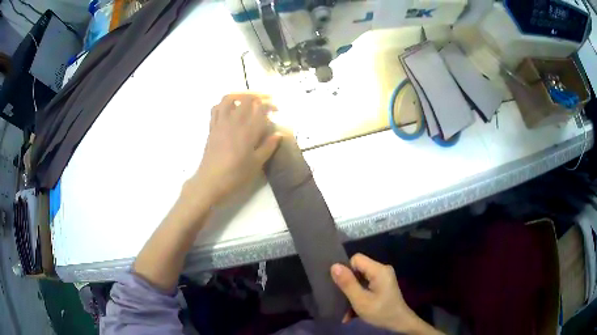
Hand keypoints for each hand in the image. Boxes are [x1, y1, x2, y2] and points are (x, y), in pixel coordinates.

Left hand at [186, 93, 280, 204]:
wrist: (210, 181)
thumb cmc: (235, 175)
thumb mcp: (256, 164)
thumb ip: (268, 147)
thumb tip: (278, 135)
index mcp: (247, 131)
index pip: (260, 109)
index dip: (270, 105)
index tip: (276, 109)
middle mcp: (233, 122)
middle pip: (246, 99)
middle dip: (258, 96)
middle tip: (267, 100)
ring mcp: (220, 123)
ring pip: (228, 99)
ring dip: (240, 94)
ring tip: (248, 98)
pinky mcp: (212, 127)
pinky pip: (216, 109)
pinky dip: (224, 104)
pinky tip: (230, 109)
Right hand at [331, 254, 441, 334]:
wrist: (399, 323)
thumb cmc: (381, 312)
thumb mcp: (360, 300)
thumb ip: (347, 283)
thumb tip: (334, 265)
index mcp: (379, 270)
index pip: (356, 259)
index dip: (346, 271)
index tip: (342, 287)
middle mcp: (382, 270)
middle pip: (358, 270)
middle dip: (348, 285)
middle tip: (341, 299)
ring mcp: (383, 278)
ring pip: (360, 280)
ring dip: (352, 294)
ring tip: (345, 310)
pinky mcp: (382, 286)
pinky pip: (366, 286)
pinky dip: (359, 297)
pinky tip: (353, 312)